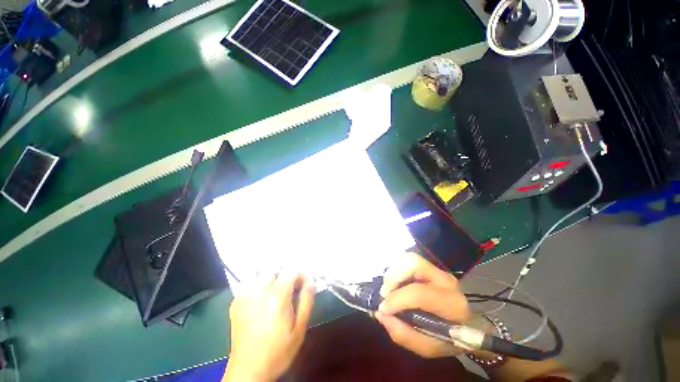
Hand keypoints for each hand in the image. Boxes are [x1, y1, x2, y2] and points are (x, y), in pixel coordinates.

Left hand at [223, 271, 314, 381]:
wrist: (248, 371)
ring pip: (262, 273)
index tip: (305, 285)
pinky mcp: (236, 302)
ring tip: (276, 292)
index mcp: (277, 295)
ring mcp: (245, 294)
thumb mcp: (299, 329)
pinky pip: (250, 283)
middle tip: (291, 289)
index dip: (301, 274)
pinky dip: (259, 284)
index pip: (292, 269)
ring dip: (272, 277)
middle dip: (286, 274)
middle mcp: (260, 289)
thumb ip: (306, 301)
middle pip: (276, 268)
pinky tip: (262, 298)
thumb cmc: (278, 351)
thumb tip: (311, 281)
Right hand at [375, 252, 470, 357]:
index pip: (419, 293)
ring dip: (394, 271)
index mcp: (451, 304)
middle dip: (394, 276)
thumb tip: (380, 313)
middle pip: (414, 264)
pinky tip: (395, 283)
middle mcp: (446, 281)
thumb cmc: (449, 338)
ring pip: (410, 258)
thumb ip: (403, 334)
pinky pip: (409, 261)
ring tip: (388, 288)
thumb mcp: (428, 347)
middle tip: (384, 293)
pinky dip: (398, 269)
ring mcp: (438, 270)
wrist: (468, 325)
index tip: (382, 308)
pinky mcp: (431, 267)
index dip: (397, 299)